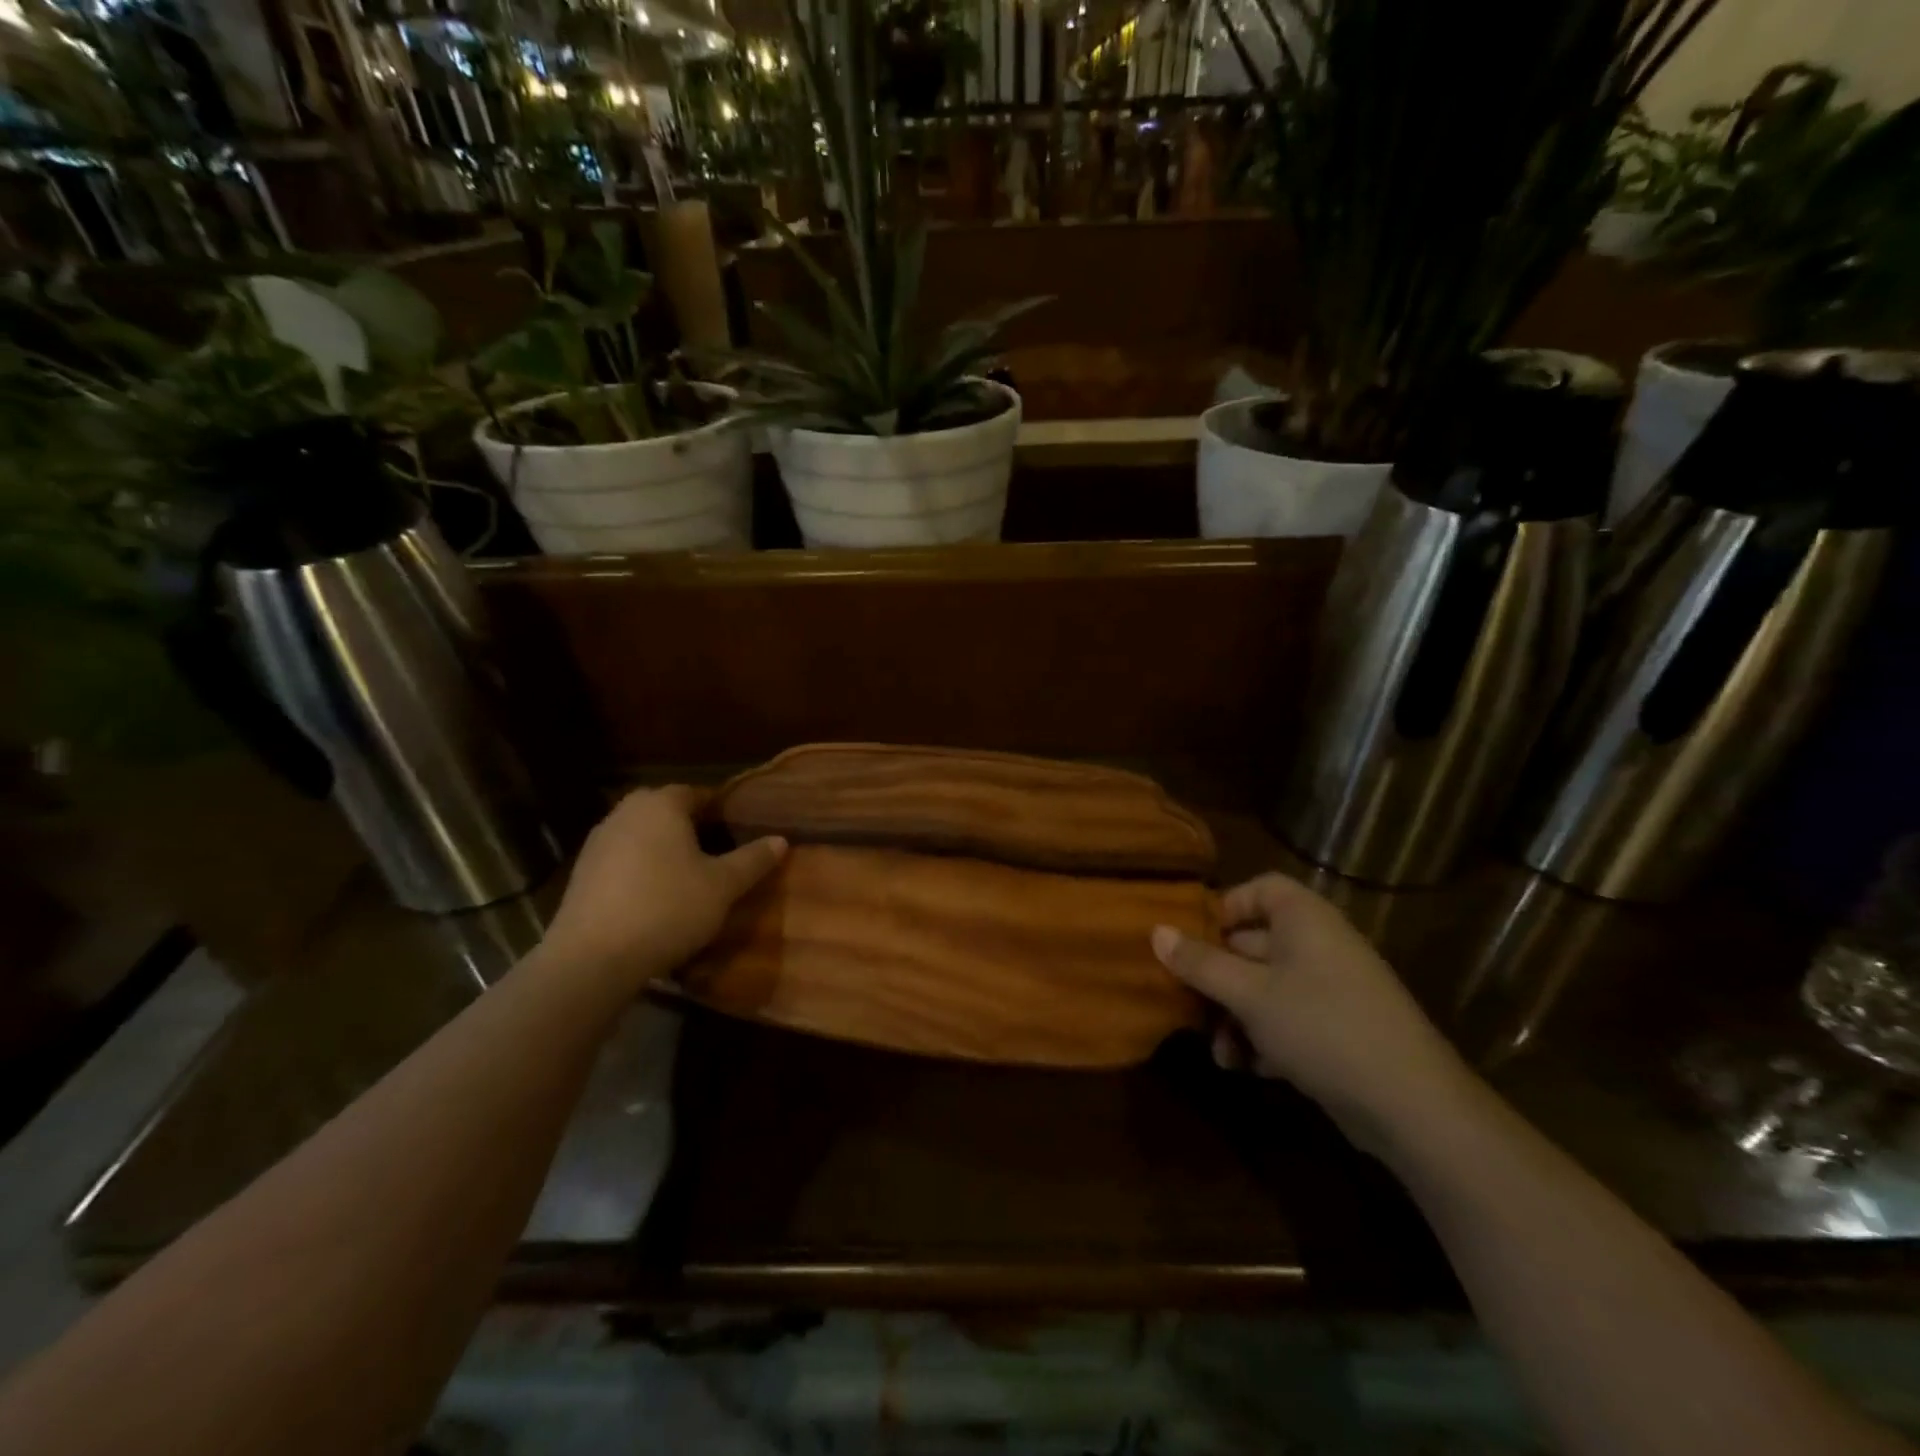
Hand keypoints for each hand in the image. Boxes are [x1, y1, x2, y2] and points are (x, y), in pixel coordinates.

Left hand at [542, 785, 785, 986]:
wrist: (592, 959)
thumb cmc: (668, 908)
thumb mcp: (723, 886)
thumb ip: (753, 859)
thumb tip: (780, 840)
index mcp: (661, 804)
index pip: (697, 792)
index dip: (720, 809)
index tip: (738, 831)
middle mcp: (625, 812)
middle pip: (665, 811)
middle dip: (690, 827)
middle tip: (716, 853)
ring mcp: (597, 842)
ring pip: (641, 835)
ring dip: (662, 849)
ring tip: (687, 877)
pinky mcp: (580, 874)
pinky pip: (621, 860)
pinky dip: (639, 870)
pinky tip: (654, 898)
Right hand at [1152, 873, 1474, 1153]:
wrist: (1412, 1106)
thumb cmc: (1321, 1027)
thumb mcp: (1249, 994)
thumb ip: (1200, 963)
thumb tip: (1155, 931)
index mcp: (1304, 919)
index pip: (1260, 889)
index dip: (1224, 907)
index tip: (1192, 938)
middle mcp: (1320, 945)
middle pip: (1254, 944)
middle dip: (1218, 978)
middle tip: (1188, 1004)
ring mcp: (1333, 989)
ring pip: (1266, 988)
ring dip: (1235, 1017)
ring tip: (1221, 1054)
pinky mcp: (1340, 1030)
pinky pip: (1289, 1019)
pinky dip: (1264, 1038)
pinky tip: (1248, 1069)